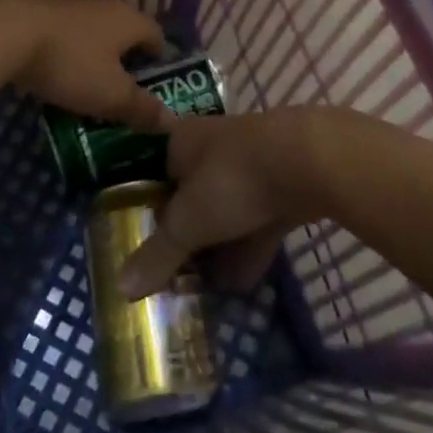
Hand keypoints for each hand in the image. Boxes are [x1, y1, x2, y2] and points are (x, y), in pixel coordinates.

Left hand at [0, 0, 171, 133]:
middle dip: (126, 62)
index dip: (161, 62)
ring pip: (93, 35)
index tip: (156, 88)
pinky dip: (67, 56)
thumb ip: (141, 108)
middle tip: (123, 94)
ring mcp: (70, 6)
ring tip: (89, 89)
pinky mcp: (40, 12)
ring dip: (94, 59)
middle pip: (125, 34)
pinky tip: (56, 77)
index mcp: (129, 20)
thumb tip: (171, 122)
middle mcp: (104, 6)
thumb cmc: (70, 62)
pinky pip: (65, 37)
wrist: (6, 31)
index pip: (158, 36)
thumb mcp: (110, 94)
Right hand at [120, 109, 346, 299]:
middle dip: (185, 236)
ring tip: (205, 290)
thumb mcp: (188, 222)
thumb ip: (158, 254)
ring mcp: (252, 162)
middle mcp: (213, 146)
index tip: (142, 246)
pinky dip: (250, 248)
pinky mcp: (284, 182)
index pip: (153, 175)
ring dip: (219, 247)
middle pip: (191, 195)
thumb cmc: (233, 178)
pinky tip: (243, 284)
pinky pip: (258, 218)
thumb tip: (122, 287)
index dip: (146, 211)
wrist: (310, 159)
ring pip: (227, 209)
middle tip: (173, 276)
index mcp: (180, 141)